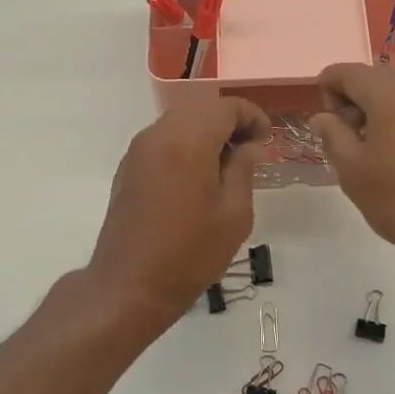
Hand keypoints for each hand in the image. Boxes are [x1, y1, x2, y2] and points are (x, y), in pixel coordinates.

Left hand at [86, 97, 270, 332]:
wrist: (129, 286)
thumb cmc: (190, 253)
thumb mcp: (234, 214)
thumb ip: (243, 170)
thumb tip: (249, 146)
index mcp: (188, 141)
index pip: (225, 107)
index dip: (252, 116)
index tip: (266, 140)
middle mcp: (159, 135)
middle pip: (200, 109)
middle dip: (229, 121)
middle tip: (251, 150)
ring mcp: (138, 151)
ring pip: (179, 122)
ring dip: (206, 132)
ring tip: (227, 165)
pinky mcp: (128, 168)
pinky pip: (162, 140)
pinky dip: (185, 144)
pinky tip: (198, 176)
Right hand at [310, 65, 394, 268]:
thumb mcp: (353, 170)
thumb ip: (332, 134)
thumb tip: (323, 117)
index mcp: (393, 93)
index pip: (347, 71)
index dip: (327, 91)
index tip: (327, 126)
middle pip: (375, 78)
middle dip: (353, 100)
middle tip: (346, 140)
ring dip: (378, 110)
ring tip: (373, 151)